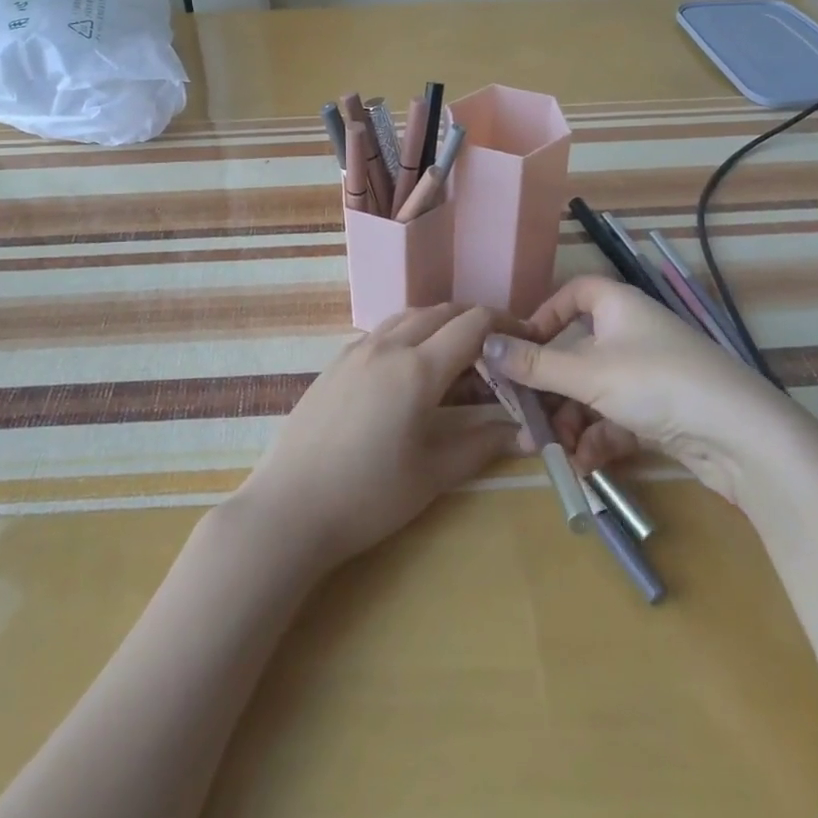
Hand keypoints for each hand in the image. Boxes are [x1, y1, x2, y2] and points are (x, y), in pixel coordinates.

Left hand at [232, 304, 524, 573]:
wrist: (290, 506)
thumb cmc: (368, 495)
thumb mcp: (434, 473)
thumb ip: (483, 444)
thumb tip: (527, 432)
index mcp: (417, 368)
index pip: (472, 324)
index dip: (505, 324)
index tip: (526, 339)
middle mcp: (387, 345)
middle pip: (441, 312)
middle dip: (475, 322)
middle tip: (497, 349)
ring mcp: (356, 350)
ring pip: (409, 317)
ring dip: (440, 324)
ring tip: (458, 356)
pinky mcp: (336, 362)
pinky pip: (382, 332)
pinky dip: (409, 334)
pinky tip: (410, 369)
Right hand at [483, 276, 812, 504]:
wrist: (743, 438)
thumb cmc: (656, 383)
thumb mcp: (587, 373)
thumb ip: (534, 363)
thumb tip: (484, 344)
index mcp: (618, 306)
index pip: (576, 293)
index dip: (546, 314)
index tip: (521, 344)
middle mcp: (633, 334)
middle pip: (579, 351)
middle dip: (550, 387)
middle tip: (525, 415)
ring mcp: (650, 375)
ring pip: (595, 391)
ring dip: (570, 421)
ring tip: (553, 452)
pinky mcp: (663, 412)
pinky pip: (617, 418)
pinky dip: (598, 439)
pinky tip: (585, 467)